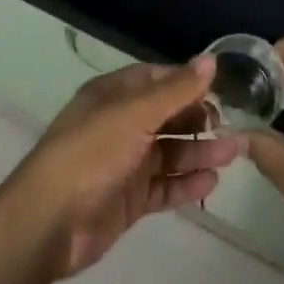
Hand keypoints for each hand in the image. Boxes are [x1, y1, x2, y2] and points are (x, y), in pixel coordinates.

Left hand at [2, 58, 244, 279]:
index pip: (158, 80)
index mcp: (115, 96)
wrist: (49, 222)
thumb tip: (211, 61)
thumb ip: (176, 90)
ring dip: (200, 152)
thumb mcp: (134, 114)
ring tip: (235, 154)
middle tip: (233, 126)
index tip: (222, 90)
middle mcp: (121, 125)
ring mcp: (125, 163)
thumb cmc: (91, 153)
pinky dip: (186, 183)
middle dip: (200, 120)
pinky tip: (212, 182)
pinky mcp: (129, 199)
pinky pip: (164, 186)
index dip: (188, 82)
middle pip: (167, 116)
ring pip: (170, 151)